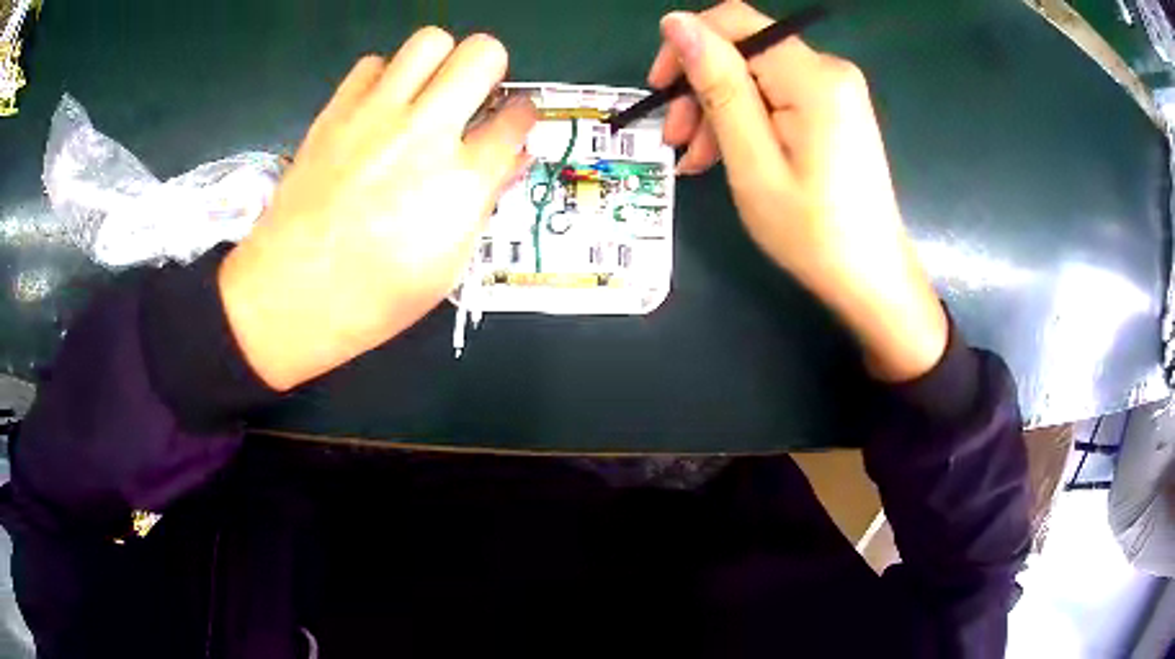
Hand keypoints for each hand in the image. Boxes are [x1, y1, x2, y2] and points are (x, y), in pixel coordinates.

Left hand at [219, 28, 535, 390]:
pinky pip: (373, 64)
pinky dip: (384, 77)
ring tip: (427, 93)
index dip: (523, 116)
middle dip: (490, 67)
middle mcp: (424, 134)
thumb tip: (507, 159)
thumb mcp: (447, 266)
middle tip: (474, 94)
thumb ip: (482, 202)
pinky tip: (379, 108)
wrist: (290, 295)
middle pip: (482, 53)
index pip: (516, 119)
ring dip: (439, 61)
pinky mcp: (335, 111)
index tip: (514, 121)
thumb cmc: (374, 297)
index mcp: (461, 182)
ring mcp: (375, 116)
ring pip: (430, 40)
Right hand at [649, 3, 946, 381]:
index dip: (688, 45)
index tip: (659, 91)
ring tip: (695, 159)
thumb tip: (677, 22)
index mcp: (813, 77)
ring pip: (755, 75)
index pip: (735, 22)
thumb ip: (718, 84)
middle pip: (744, 50)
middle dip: (701, 87)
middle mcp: (828, 70)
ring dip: (718, 109)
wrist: (871, 278)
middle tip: (674, 140)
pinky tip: (723, 156)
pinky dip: (745, 121)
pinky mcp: (833, 110)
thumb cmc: (812, 231)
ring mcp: (835, 90)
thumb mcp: (753, 160)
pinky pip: (776, 97)